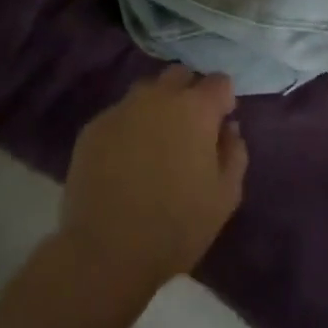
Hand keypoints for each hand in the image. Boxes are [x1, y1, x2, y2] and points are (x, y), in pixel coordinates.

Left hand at [60, 66, 245, 291]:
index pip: (219, 81)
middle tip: (190, 128)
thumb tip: (229, 129)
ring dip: (157, 106)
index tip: (221, 124)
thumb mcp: (225, 196)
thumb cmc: (177, 225)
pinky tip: (126, 159)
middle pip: (179, 75)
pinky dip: (129, 127)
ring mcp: (121, 110)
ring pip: (146, 92)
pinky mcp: (92, 129)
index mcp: (195, 109)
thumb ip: (234, 153)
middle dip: (190, 92)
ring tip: (156, 142)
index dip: (224, 99)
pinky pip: (119, 115)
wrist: (106, 251)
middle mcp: (158, 97)